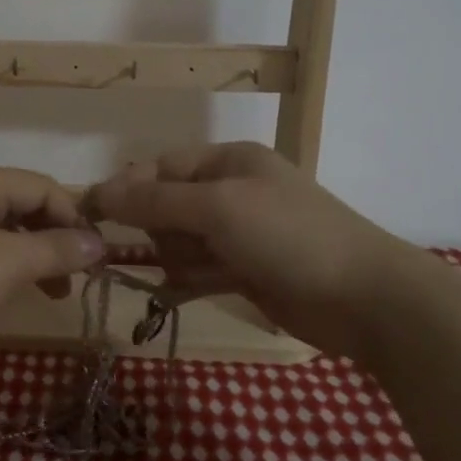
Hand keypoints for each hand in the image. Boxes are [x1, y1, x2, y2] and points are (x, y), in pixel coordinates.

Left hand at [0, 163, 105, 349]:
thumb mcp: (9, 263)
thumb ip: (58, 249)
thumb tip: (100, 243)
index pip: (44, 187)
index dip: (75, 220)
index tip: (94, 260)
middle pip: (22, 204)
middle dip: (53, 240)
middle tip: (71, 281)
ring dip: (29, 255)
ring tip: (46, 292)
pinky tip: (3, 289)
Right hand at [83, 142, 421, 349]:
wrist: (366, 299)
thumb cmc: (288, 236)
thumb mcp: (217, 208)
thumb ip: (154, 201)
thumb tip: (99, 193)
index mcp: (228, 161)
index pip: (161, 167)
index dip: (128, 189)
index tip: (94, 217)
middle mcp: (232, 192)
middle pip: (167, 206)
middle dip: (160, 230)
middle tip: (176, 251)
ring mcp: (241, 234)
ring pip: (181, 241)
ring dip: (177, 259)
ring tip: (198, 275)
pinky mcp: (247, 271)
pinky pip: (200, 270)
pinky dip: (187, 281)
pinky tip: (178, 294)